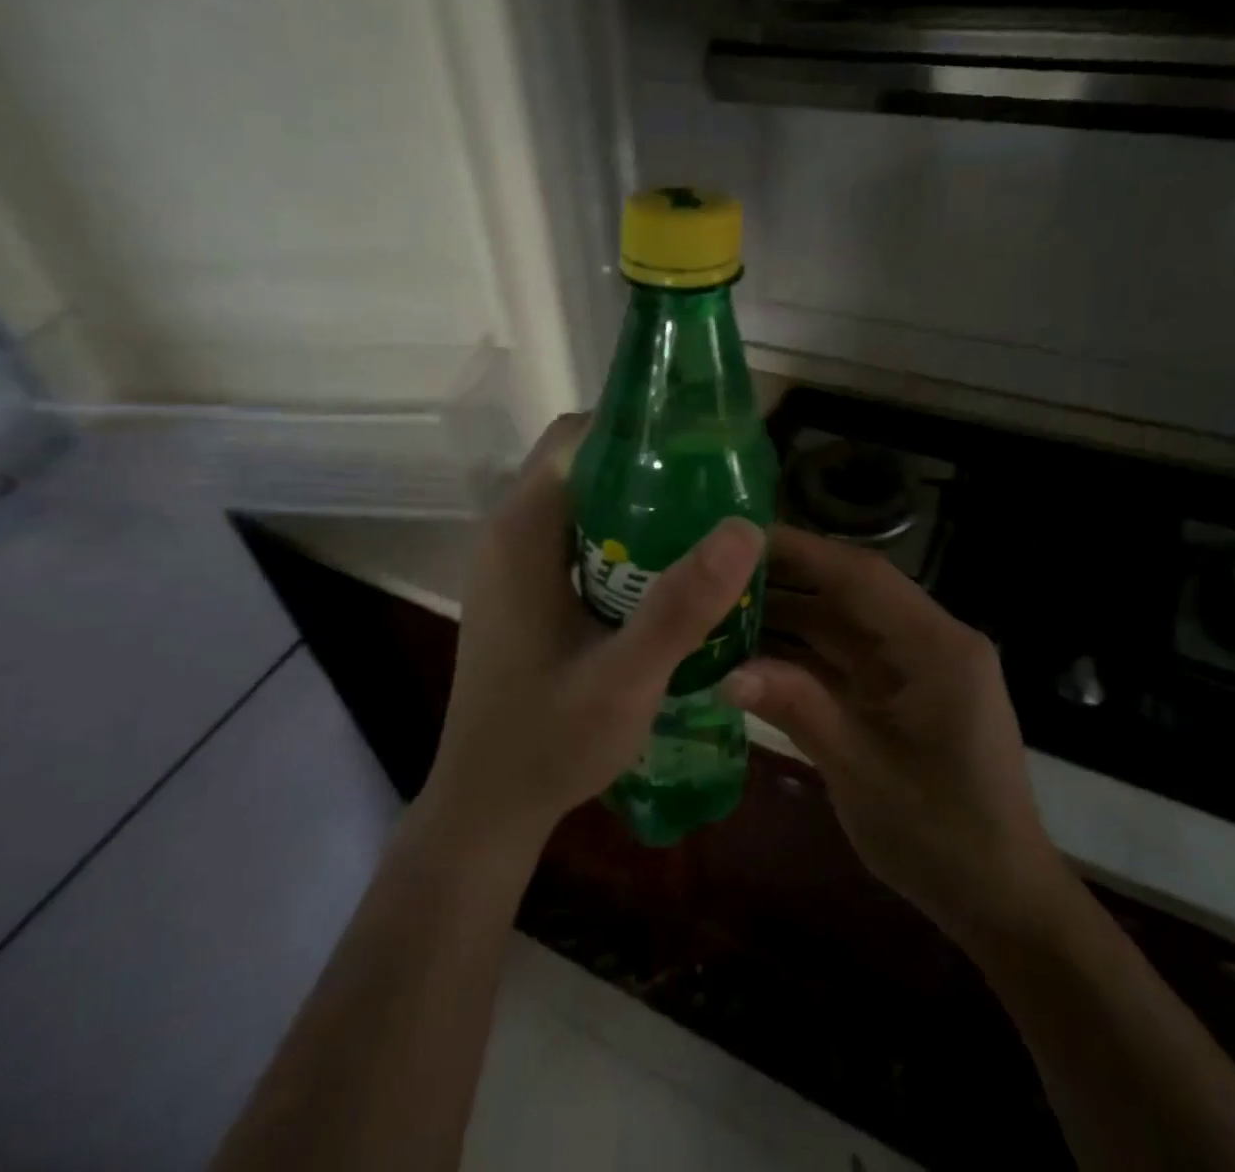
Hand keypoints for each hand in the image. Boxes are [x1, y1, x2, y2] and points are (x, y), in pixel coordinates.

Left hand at [421, 415, 763, 852]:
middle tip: (715, 488)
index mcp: (522, 533)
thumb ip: (681, 606)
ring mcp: (513, 565)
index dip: (637, 429)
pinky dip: (621, 538)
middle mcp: (510, 534)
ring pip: (582, 503)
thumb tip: (745, 527)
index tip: (701, 444)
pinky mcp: (523, 592)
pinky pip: (576, 538)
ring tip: (703, 523)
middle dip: (647, 467)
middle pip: (582, 466)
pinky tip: (665, 572)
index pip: (576, 439)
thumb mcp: (625, 678)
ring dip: (638, 505)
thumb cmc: (549, 742)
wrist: (488, 806)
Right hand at [725, 525, 1069, 940]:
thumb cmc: (940, 835)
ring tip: (721, 610)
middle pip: (850, 593)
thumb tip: (728, 672)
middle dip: (785, 581)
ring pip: (843, 623)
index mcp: (936, 648)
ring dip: (789, 617)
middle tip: (716, 573)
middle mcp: (930, 641)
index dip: (800, 551)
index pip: (861, 576)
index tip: (739, 539)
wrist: (999, 899)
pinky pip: (846, 657)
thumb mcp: (860, 771)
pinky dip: (803, 654)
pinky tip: (754, 653)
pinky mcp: (903, 690)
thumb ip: (797, 708)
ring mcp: (917, 666)